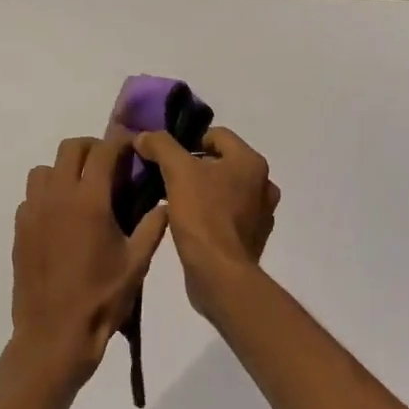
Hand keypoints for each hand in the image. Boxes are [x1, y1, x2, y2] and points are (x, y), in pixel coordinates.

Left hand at [11, 132, 169, 388]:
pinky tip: (62, 219)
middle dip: (92, 149)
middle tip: (109, 167)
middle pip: (70, 149)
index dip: (120, 142)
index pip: (103, 151)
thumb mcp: (137, 263)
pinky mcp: (19, 229)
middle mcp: (57, 196)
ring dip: (65, 170)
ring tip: (83, 192)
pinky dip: (47, 195)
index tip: (132, 145)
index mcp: (89, 200)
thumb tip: (166, 202)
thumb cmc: (101, 299)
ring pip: (45, 169)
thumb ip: (153, 226)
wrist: (54, 335)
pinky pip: (31, 196)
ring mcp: (33, 211)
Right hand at [134, 127, 279, 318]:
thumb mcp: (177, 171)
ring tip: (175, 201)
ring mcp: (261, 214)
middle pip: (221, 163)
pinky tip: (189, 224)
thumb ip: (160, 146)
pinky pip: (227, 216)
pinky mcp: (252, 239)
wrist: (219, 274)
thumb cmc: (203, 215)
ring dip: (202, 192)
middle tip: (167, 178)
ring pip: (224, 190)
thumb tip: (144, 136)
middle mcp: (263, 184)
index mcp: (251, 162)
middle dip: (194, 168)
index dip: (188, 141)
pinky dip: (210, 215)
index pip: (217, 135)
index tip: (166, 157)